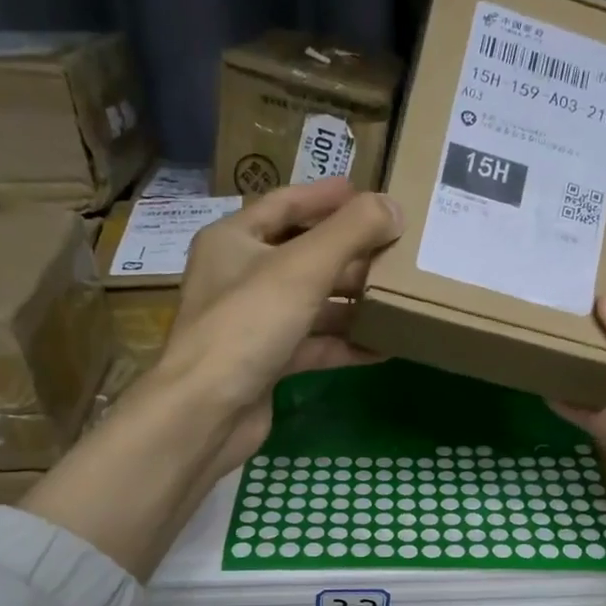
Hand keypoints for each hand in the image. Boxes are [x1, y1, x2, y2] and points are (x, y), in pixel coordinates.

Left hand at [22, 181, 400, 580]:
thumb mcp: (303, 268)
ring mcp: (252, 323)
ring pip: (309, 303)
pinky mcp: (265, 362)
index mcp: (234, 240)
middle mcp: (239, 277)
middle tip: (396, 251)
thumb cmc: (248, 325)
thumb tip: (393, 208)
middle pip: (302, 255)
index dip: (325, 196)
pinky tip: (381, 348)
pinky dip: (342, 344)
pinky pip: (311, 344)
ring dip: (350, 302)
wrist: (207, 411)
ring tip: (398, 298)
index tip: (366, 194)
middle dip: (349, 254)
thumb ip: (350, 232)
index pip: (284, 204)